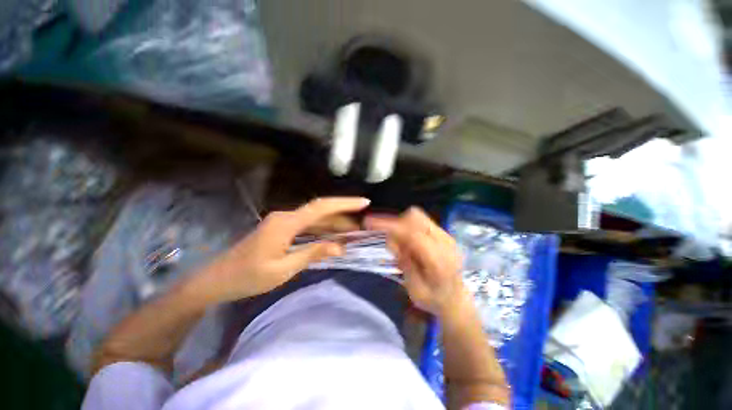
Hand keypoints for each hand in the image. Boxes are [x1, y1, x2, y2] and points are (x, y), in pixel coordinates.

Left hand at [193, 197, 369, 302]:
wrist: (217, 279)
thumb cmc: (248, 277)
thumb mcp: (283, 270)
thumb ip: (313, 254)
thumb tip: (339, 247)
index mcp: (286, 224)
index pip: (322, 208)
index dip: (345, 203)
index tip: (364, 202)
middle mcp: (286, 217)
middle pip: (321, 210)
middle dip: (343, 215)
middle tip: (363, 223)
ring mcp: (283, 221)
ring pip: (315, 218)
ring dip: (334, 223)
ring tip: (353, 231)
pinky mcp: (282, 228)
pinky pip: (308, 225)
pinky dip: (323, 229)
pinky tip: (333, 236)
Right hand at [365, 207, 466, 316]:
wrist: (457, 299)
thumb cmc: (434, 300)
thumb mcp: (415, 291)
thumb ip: (405, 264)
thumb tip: (391, 241)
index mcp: (439, 260)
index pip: (412, 234)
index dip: (390, 226)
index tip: (369, 223)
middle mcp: (445, 242)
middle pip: (416, 217)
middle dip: (394, 222)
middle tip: (382, 232)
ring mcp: (446, 235)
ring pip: (418, 216)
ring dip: (401, 223)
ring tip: (395, 239)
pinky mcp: (443, 233)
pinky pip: (421, 221)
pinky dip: (408, 225)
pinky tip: (405, 240)